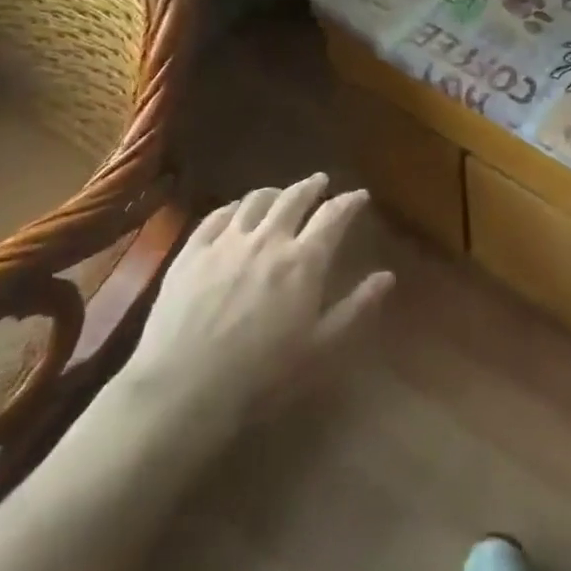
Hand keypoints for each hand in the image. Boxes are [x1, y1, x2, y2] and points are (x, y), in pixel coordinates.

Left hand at [120, 173, 393, 432]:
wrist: (183, 389)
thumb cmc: (262, 376)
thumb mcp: (321, 349)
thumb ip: (356, 308)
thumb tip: (387, 276)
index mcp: (304, 261)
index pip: (333, 216)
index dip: (349, 201)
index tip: (360, 195)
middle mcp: (268, 240)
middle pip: (294, 198)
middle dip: (312, 186)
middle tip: (321, 181)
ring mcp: (226, 242)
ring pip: (255, 201)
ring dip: (274, 192)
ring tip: (280, 193)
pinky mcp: (191, 252)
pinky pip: (216, 216)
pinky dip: (234, 207)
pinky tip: (236, 211)